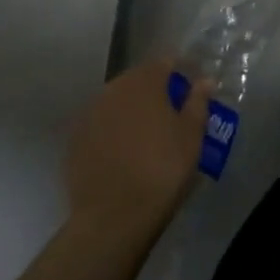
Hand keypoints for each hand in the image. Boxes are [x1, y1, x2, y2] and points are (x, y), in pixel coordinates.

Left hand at [64, 59, 212, 243]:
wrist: (112, 217)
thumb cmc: (162, 169)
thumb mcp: (191, 135)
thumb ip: (197, 102)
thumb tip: (204, 80)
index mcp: (144, 81)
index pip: (165, 62)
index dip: (181, 72)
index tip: (192, 88)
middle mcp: (113, 89)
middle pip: (138, 79)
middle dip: (155, 90)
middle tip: (172, 112)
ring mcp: (90, 114)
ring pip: (117, 101)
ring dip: (132, 109)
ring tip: (147, 133)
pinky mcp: (74, 140)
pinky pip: (101, 124)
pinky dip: (113, 130)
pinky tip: (123, 151)